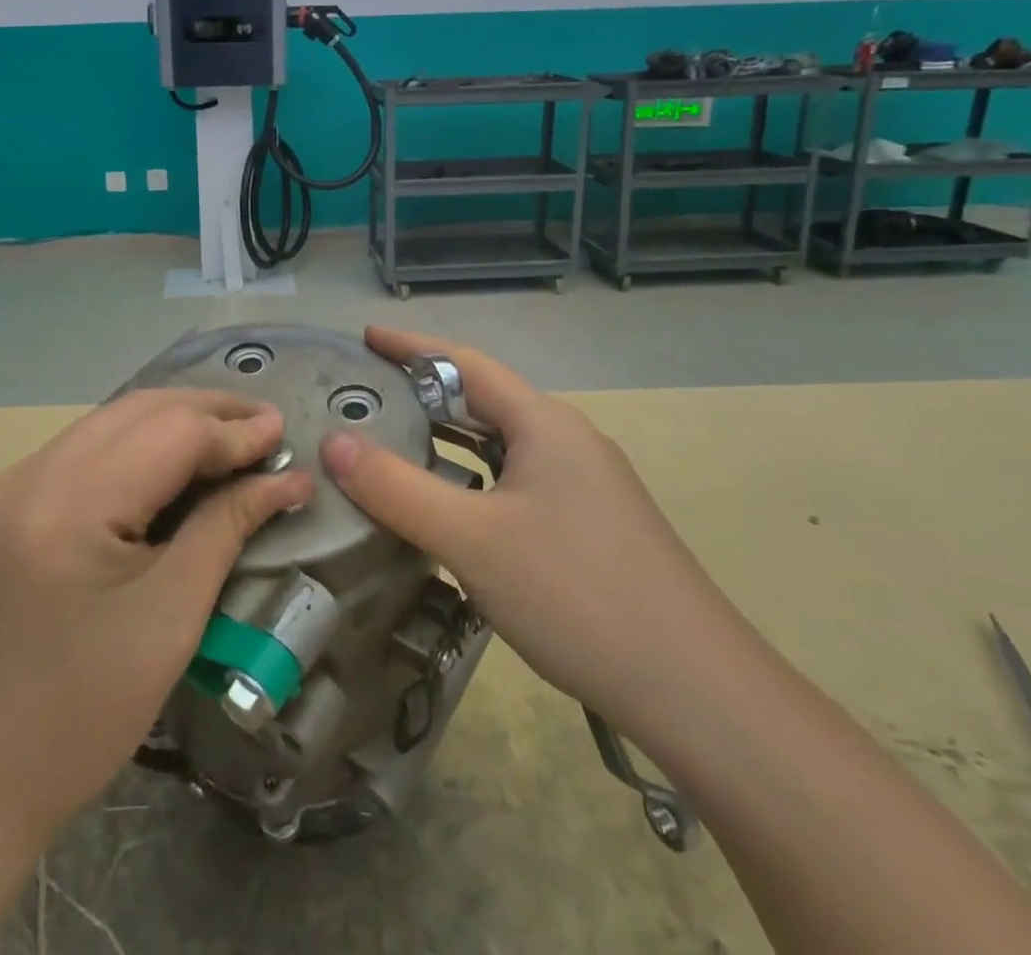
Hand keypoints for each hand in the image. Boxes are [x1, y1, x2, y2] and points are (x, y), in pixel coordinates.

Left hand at [0, 389, 312, 849]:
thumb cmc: (84, 713)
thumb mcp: (172, 618)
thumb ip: (228, 528)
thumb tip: (288, 478)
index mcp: (67, 507)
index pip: (168, 433)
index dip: (232, 431)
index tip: (285, 434)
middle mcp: (30, 476)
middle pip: (136, 411)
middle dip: (207, 411)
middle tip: (265, 426)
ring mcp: (10, 484)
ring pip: (110, 421)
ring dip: (174, 421)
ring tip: (232, 435)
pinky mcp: (6, 501)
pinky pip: (86, 448)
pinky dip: (138, 444)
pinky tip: (174, 461)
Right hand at [321, 326, 735, 730]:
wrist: (697, 692)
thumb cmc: (577, 595)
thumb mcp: (472, 539)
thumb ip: (396, 488)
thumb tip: (333, 442)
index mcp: (545, 424)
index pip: (466, 363)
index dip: (412, 346)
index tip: (367, 337)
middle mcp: (567, 442)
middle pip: (484, 401)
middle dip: (425, 394)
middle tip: (367, 397)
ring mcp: (585, 487)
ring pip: (501, 446)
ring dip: (448, 440)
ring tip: (394, 446)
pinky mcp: (590, 527)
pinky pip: (515, 482)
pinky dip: (472, 480)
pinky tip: (449, 511)